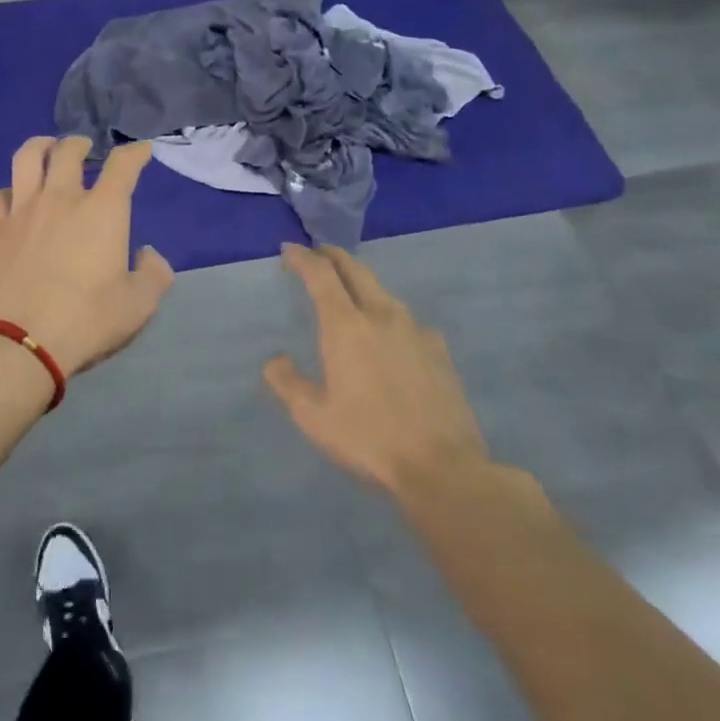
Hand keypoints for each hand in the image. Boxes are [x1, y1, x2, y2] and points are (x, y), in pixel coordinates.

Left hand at [0, 136, 174, 376]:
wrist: (16, 343)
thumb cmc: (85, 321)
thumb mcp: (138, 306)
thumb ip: (153, 275)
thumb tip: (147, 254)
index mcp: (102, 210)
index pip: (123, 164)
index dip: (135, 152)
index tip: (141, 150)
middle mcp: (61, 198)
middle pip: (69, 151)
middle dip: (81, 143)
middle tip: (86, 148)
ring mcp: (22, 210)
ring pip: (27, 158)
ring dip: (41, 146)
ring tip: (47, 149)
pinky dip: (7, 192)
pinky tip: (12, 200)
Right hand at [264, 244, 488, 498]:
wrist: (444, 468)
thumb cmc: (370, 439)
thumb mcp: (314, 417)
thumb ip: (287, 383)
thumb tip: (275, 360)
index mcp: (346, 325)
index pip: (320, 273)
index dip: (302, 257)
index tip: (289, 251)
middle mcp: (381, 314)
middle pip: (354, 268)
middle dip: (331, 256)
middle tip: (316, 257)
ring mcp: (415, 329)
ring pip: (382, 291)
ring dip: (360, 284)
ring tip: (349, 296)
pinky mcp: (439, 349)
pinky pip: (407, 320)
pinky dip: (388, 316)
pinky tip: (389, 338)